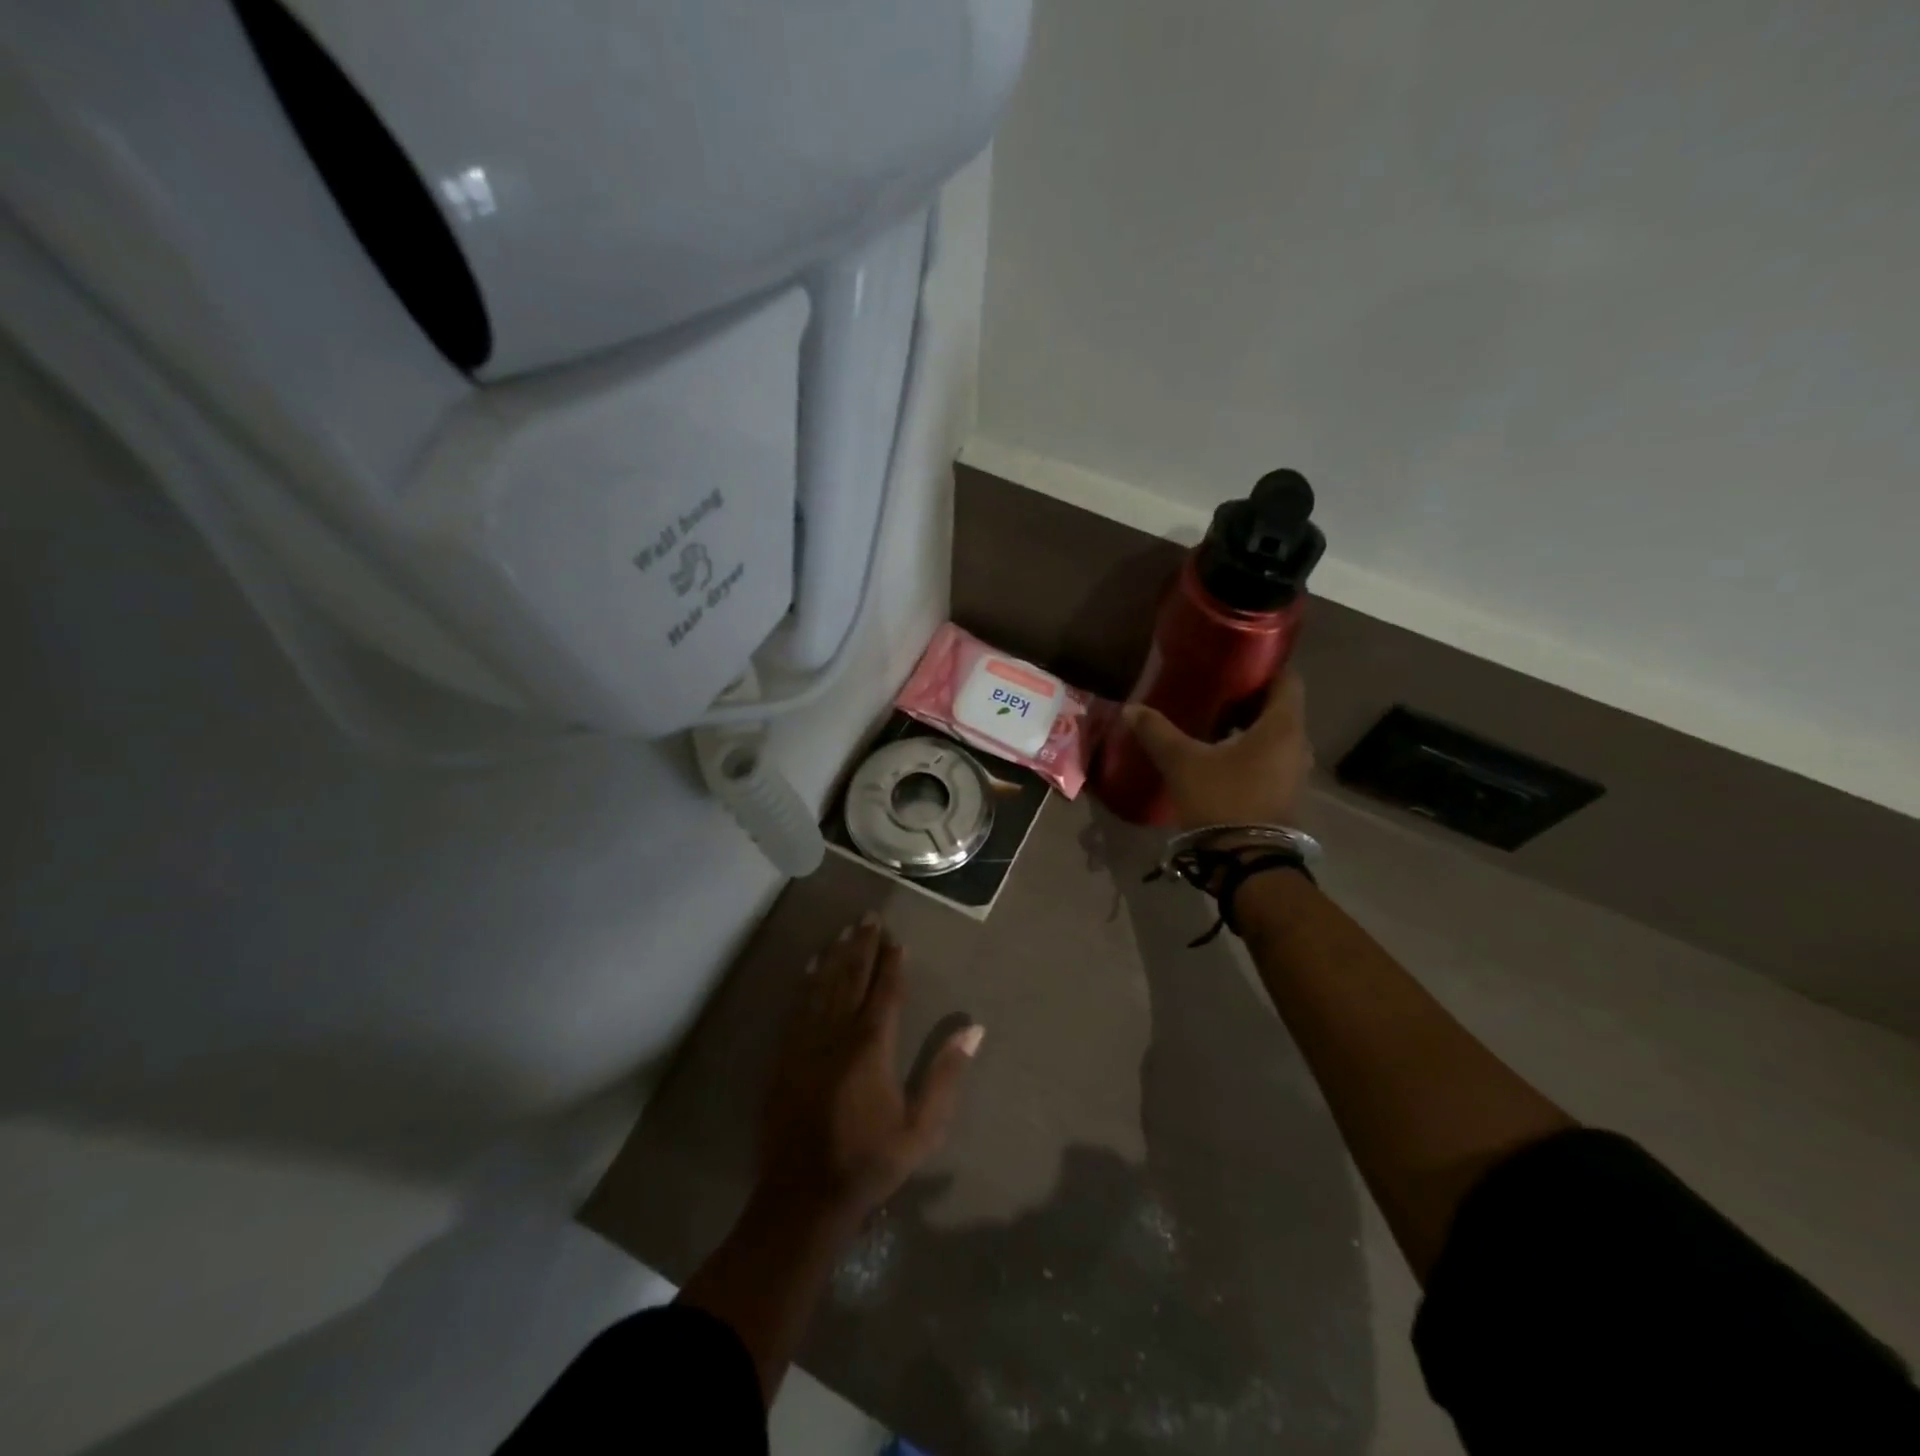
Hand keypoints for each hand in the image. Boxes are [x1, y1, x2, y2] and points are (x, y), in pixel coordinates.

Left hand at [757, 914, 981, 1228]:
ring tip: (845, 930)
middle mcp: (837, 1034)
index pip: (885, 993)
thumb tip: (973, 1029)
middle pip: (852, 978)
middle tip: (869, 917)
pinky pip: (798, 1006)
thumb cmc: (870, 1162)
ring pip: (823, 986)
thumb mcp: (921, 1129)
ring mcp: (806, 1043)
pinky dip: (807, 981)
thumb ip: (945, 1076)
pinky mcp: (785, 1056)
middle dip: (863, 946)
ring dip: (836, 955)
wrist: (803, 1197)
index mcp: (871, 1048)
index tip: (898, 939)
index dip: (892, 963)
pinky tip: (810, 966)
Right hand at [1122, 670, 1312, 829]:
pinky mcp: (1285, 795)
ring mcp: (1295, 773)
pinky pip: (1271, 759)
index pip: (1287, 678)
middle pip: (1279, 707)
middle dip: (1246, 699)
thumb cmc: (1222, 800)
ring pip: (1274, 736)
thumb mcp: (1182, 763)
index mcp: (1283, 726)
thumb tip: (1131, 708)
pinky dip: (1250, 752)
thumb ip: (1158, 732)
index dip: (1262, 667)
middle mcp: (1298, 744)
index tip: (1232, 663)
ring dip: (1247, 728)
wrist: (1247, 863)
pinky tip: (1219, 757)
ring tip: (1210, 724)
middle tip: (1212, 692)